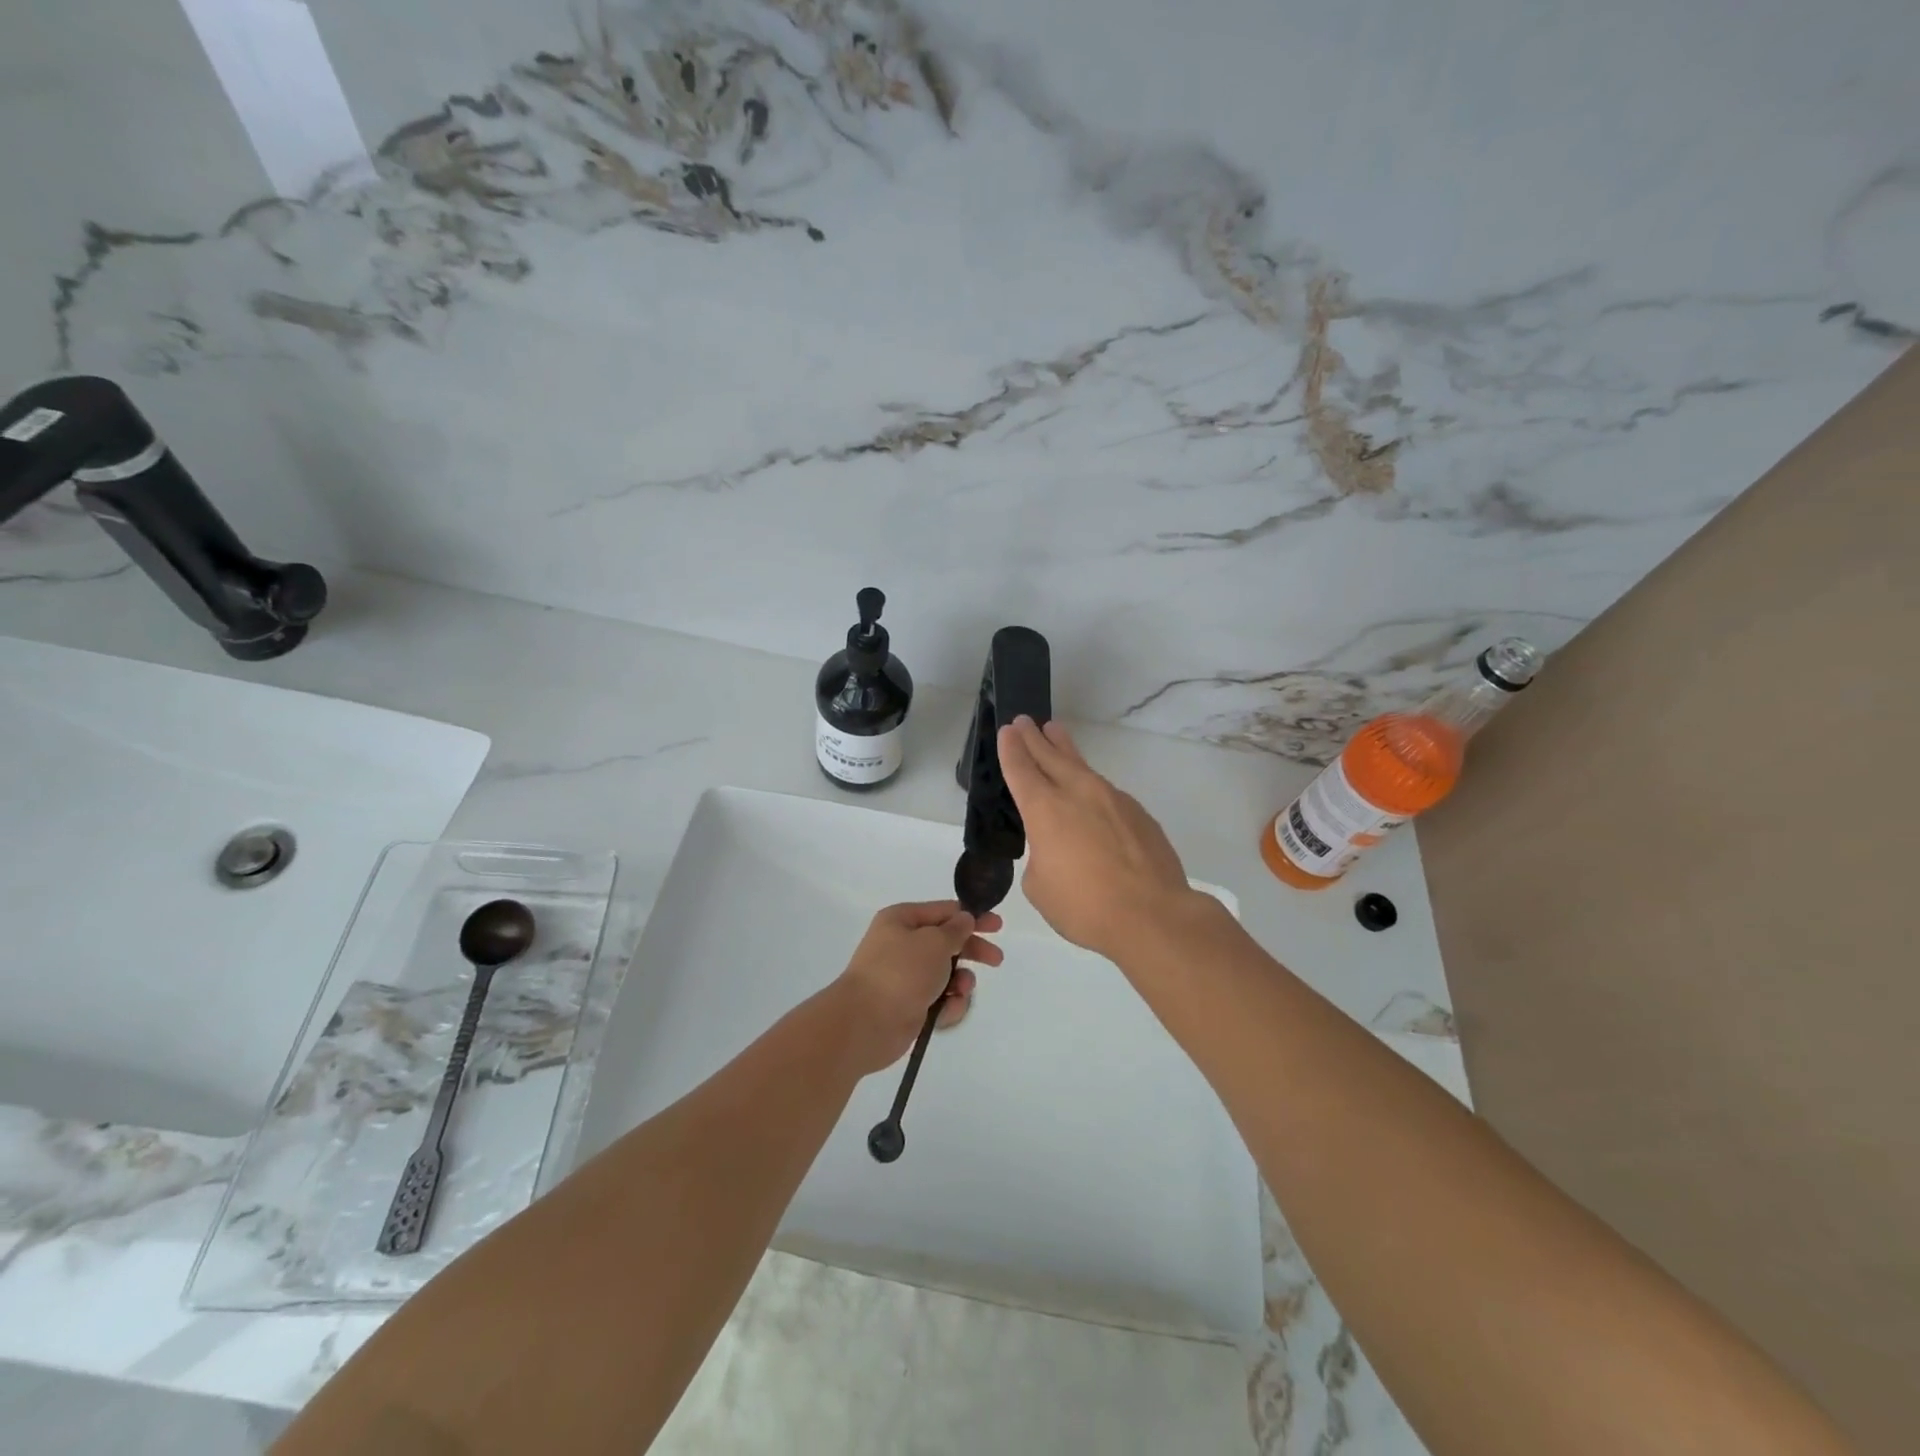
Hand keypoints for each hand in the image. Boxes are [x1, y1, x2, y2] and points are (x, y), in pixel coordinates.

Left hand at [832, 900, 1003, 1072]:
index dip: (971, 917)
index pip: (943, 912)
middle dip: (972, 951)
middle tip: (996, 960)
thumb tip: (964, 919)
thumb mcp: (934, 942)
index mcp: (901, 920)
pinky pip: (939, 1000)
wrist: (866, 1023)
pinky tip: (948, 1010)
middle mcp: (901, 945)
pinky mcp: (909, 1006)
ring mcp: (905, 977)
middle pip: (946, 942)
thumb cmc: (901, 972)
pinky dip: (948, 1004)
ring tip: (962, 989)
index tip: (997, 926)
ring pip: (946, 974)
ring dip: (961, 981)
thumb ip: (955, 930)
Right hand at [996, 717, 1197, 959]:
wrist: (1152, 915)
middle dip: (1034, 739)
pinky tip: (1092, 795)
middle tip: (1024, 720)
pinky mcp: (1138, 813)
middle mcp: (1078, 793)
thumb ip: (1041, 857)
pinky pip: (1107, 793)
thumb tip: (1057, 849)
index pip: (1021, 769)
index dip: (1012, 749)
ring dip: (1065, 750)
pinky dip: (1092, 787)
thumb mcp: (1040, 887)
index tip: (1007, 730)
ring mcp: (1112, 799)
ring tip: (1056, 733)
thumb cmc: (1084, 906)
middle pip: (1051, 757)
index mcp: (1045, 809)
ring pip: (1082, 767)